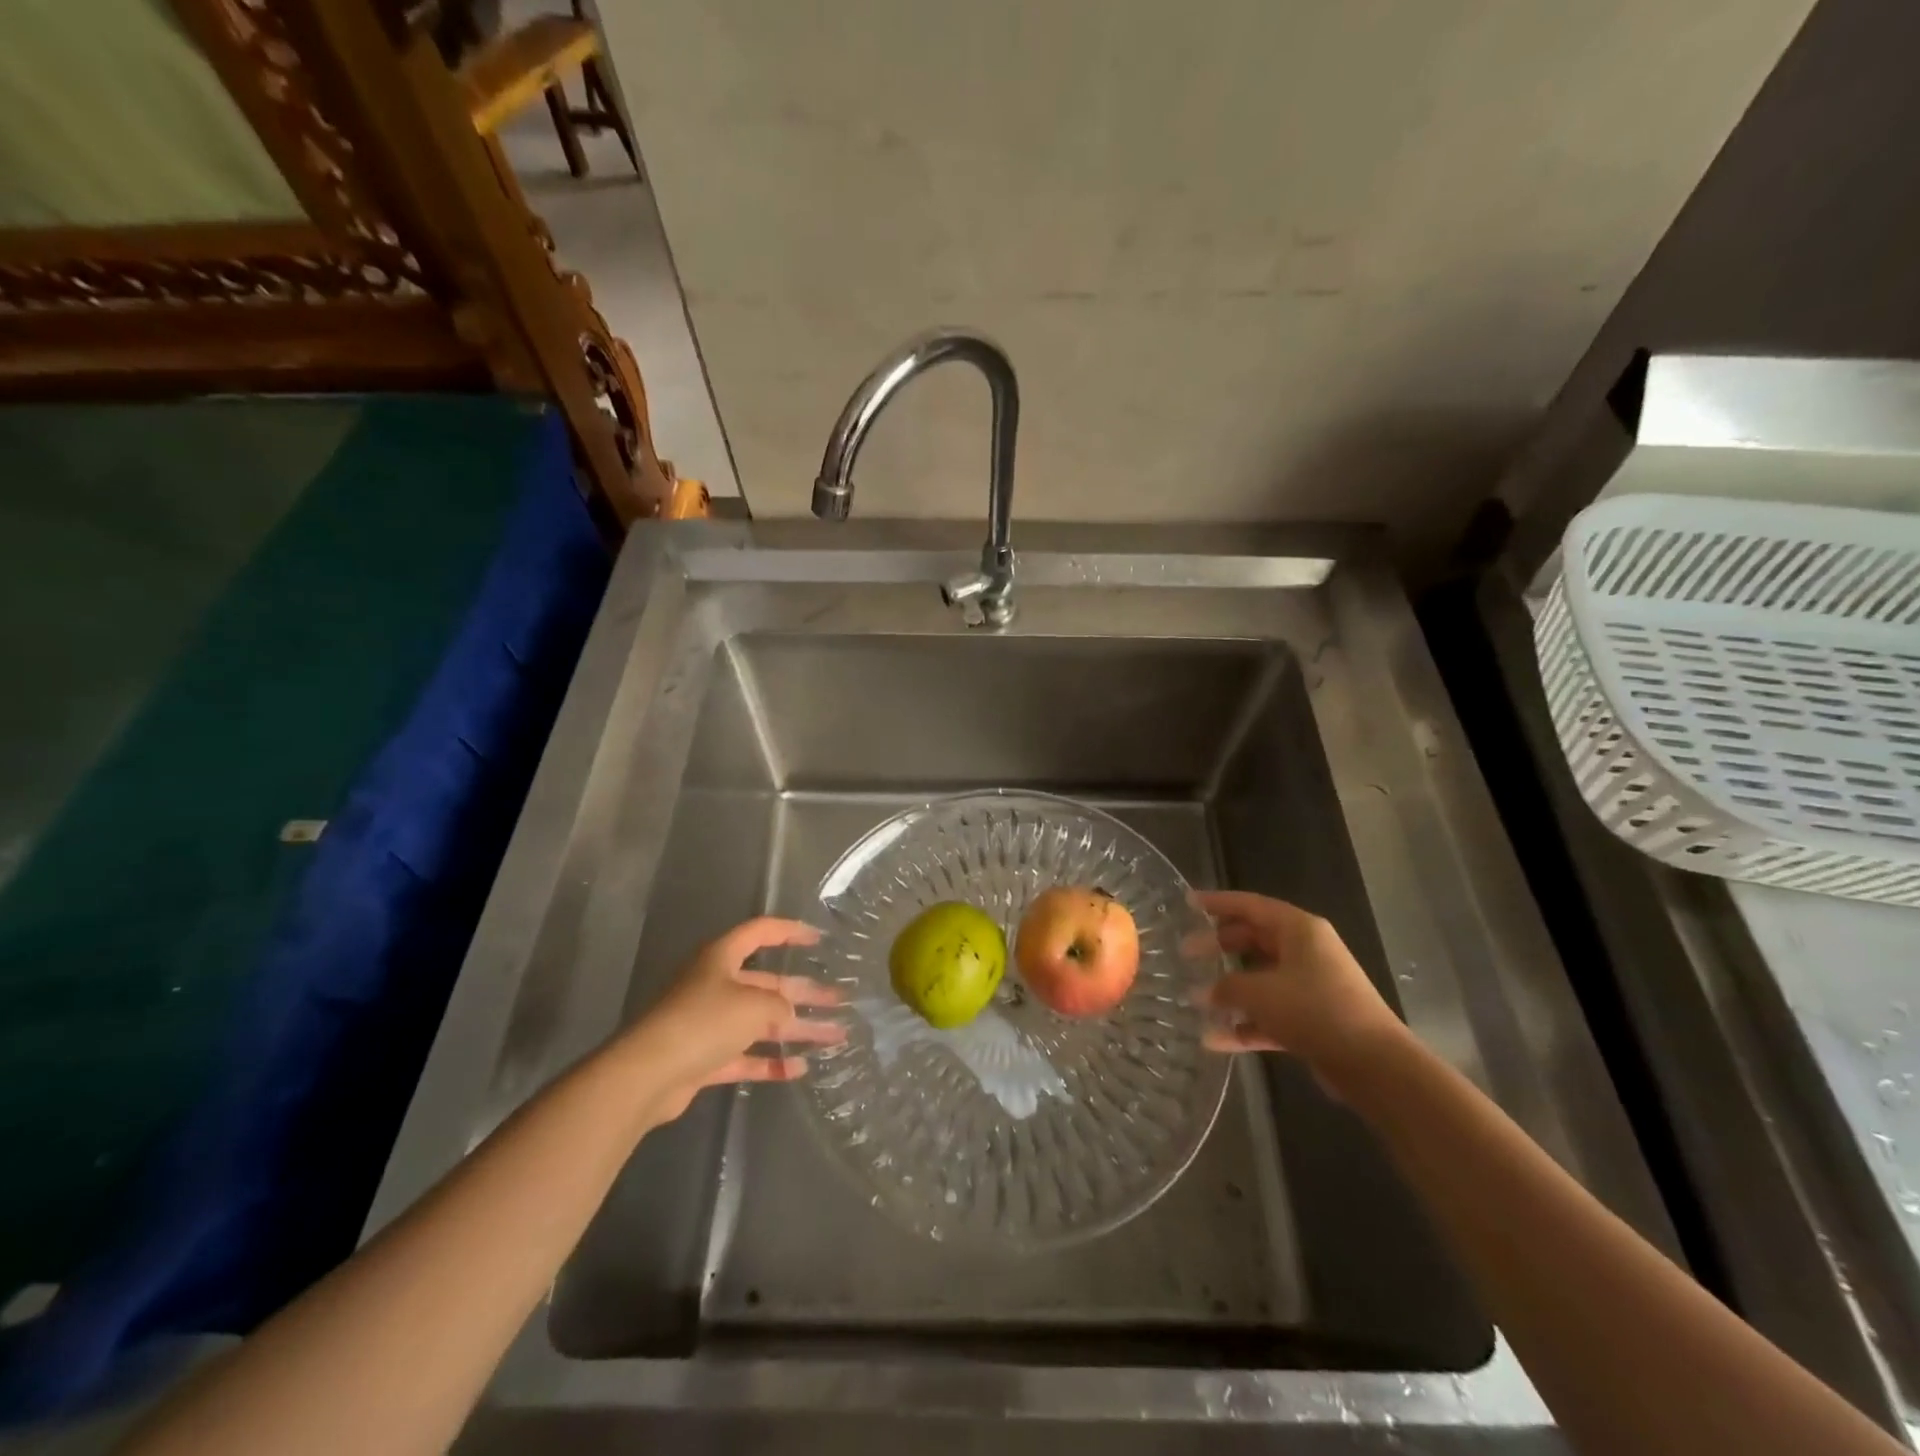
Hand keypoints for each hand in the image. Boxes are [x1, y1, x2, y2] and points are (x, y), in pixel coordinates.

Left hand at [618, 917, 845, 1121]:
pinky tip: (800, 1068)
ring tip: (835, 1037)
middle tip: (841, 1000)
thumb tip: (787, 1015)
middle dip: (805, 993)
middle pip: (768, 984)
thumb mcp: (753, 1005)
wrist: (647, 1075)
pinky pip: (746, 1056)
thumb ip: (779, 1006)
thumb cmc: (704, 1021)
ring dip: (797, 1030)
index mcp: (722, 958)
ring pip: (762, 1023)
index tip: (819, 940)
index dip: (790, 932)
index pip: (761, 933)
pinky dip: (771, 1062)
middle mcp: (716, 985)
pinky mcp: (705, 1059)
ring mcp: (709, 1023)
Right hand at [1191, 891, 1406, 1090]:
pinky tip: (1214, 1039)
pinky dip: (1246, 1023)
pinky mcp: (1313, 1020)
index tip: (1188, 903)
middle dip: (1219, 947)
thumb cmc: (1315, 1010)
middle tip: (1186, 954)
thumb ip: (1225, 988)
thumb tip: (1200, 993)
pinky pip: (1271, 1014)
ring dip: (1230, 990)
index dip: (1217, 903)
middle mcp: (1306, 952)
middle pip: (1254, 940)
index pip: (1251, 905)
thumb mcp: (1260, 993)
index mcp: (1299, 930)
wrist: (1375, 1065)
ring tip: (1195, 999)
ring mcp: (1311, 986)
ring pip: (1261, 979)